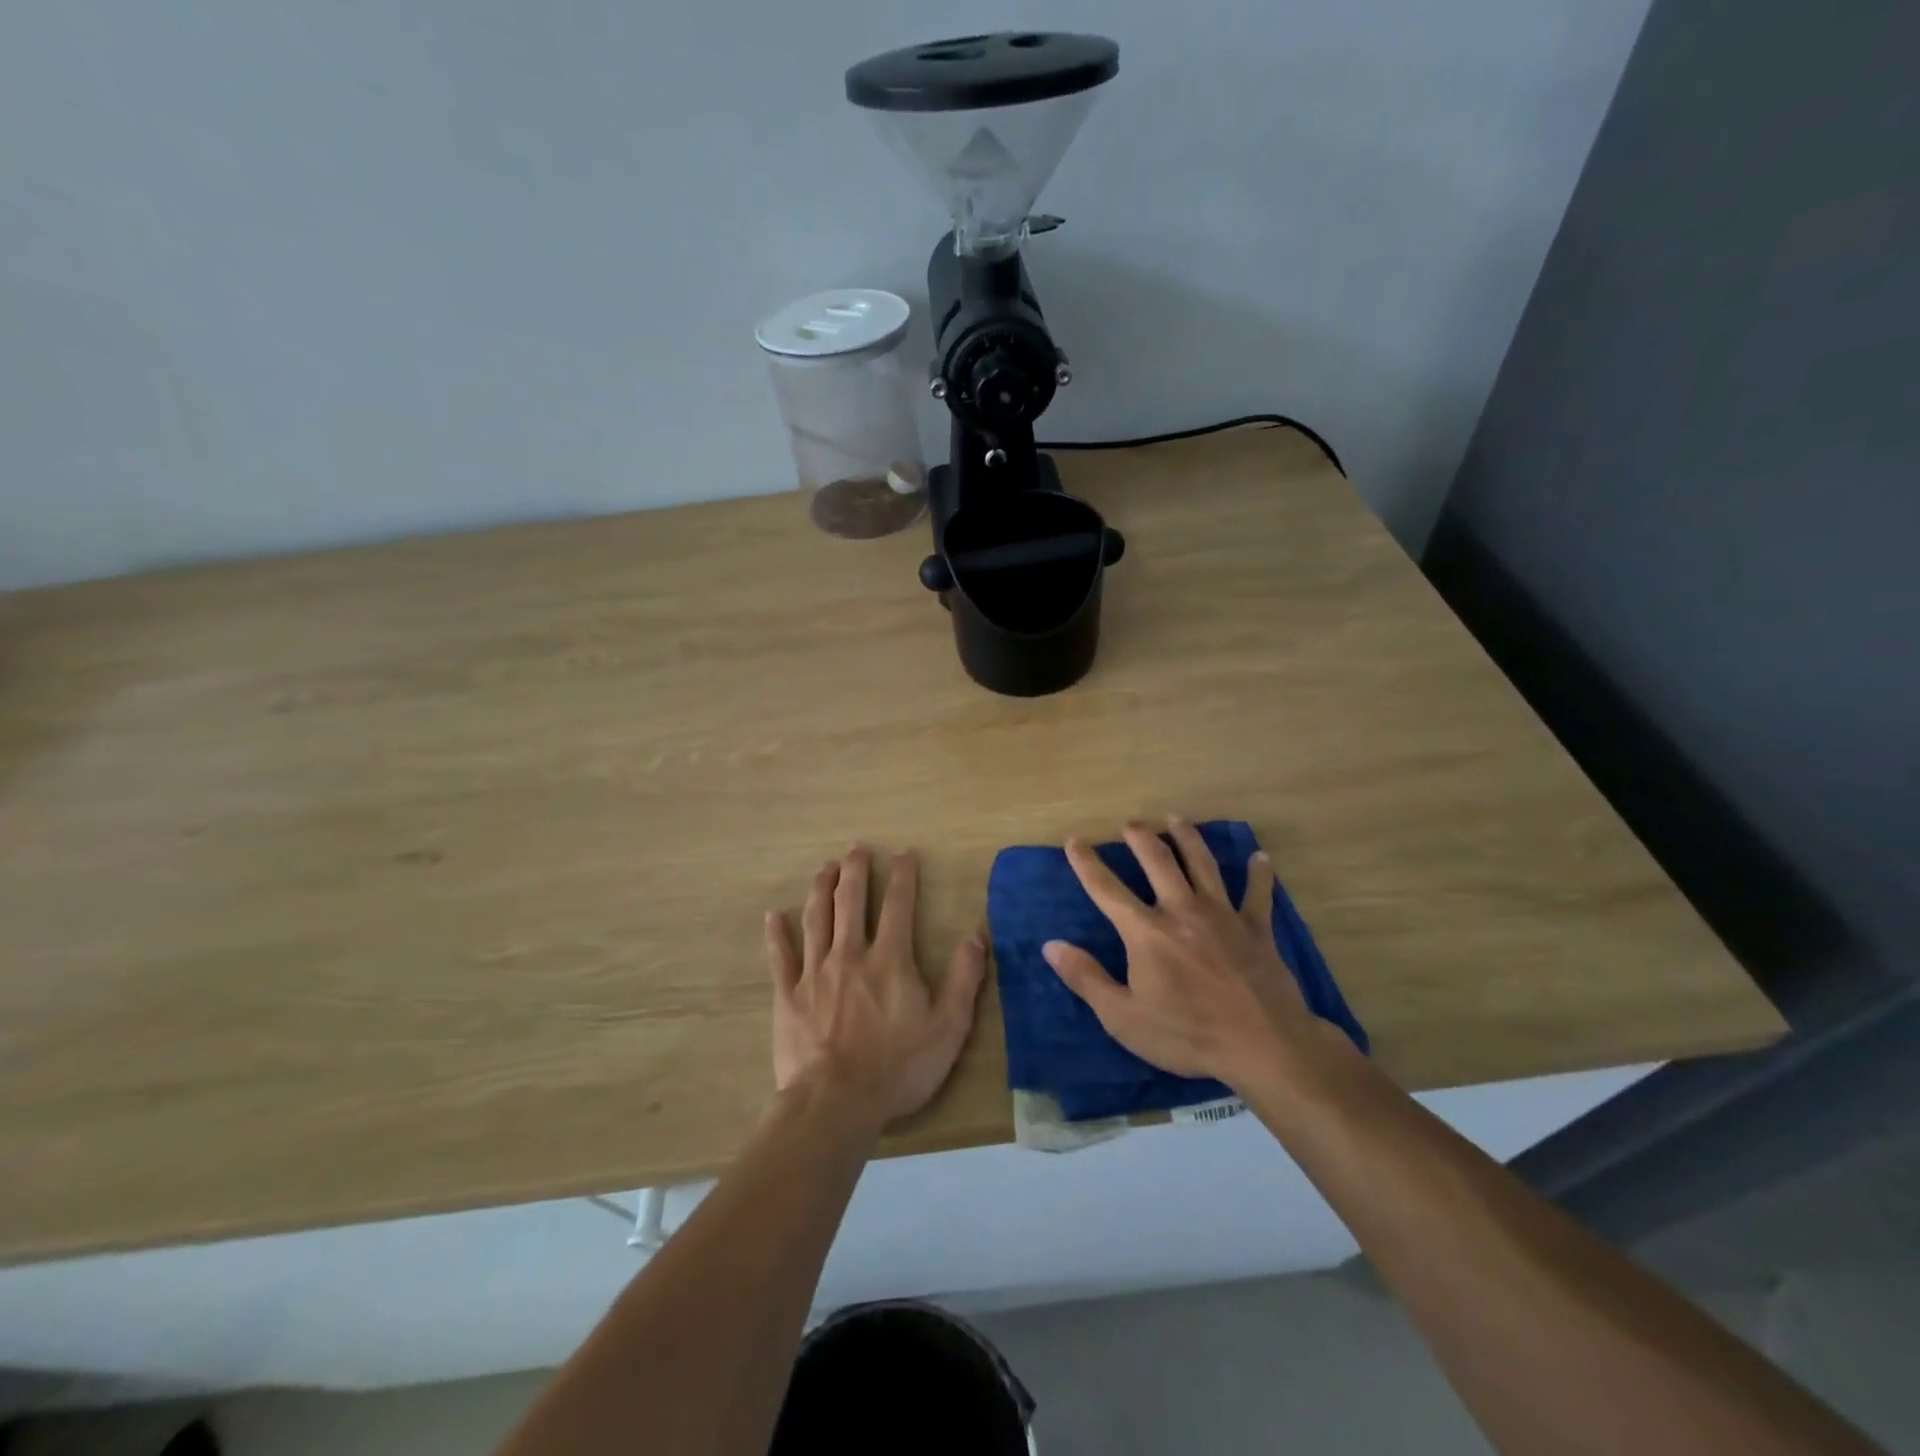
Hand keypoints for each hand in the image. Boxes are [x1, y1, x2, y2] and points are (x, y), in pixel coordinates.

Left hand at [765, 846, 987, 1126]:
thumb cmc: (898, 1067)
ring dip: (821, 889)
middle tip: (856, 849)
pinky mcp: (788, 995)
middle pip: (851, 901)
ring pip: (817, 919)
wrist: (836, 1102)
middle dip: (856, 871)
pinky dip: (777, 934)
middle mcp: (851, 954)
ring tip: (825, 868)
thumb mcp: (948, 1027)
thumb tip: (976, 934)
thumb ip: (964, 978)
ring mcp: (815, 972)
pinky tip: (773, 915)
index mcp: (890, 959)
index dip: (902, 876)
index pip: (898, 906)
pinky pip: (781, 957)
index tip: (903, 853)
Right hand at [1043, 816, 1312, 1088]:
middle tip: (1131, 823)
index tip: (1074, 839)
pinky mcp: (1257, 929)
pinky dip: (1259, 874)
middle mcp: (1182, 911)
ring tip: (1176, 818)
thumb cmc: (1187, 1035)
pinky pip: (1258, 894)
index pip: (1106, 888)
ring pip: (1203, 864)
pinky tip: (1260, 857)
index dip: (1087, 862)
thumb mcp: (1123, 1017)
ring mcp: (1223, 916)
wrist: (1263, 1045)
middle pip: (1158, 862)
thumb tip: (1051, 945)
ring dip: (1188, 838)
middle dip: (1140, 838)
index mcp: (1146, 932)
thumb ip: (1086, 978)